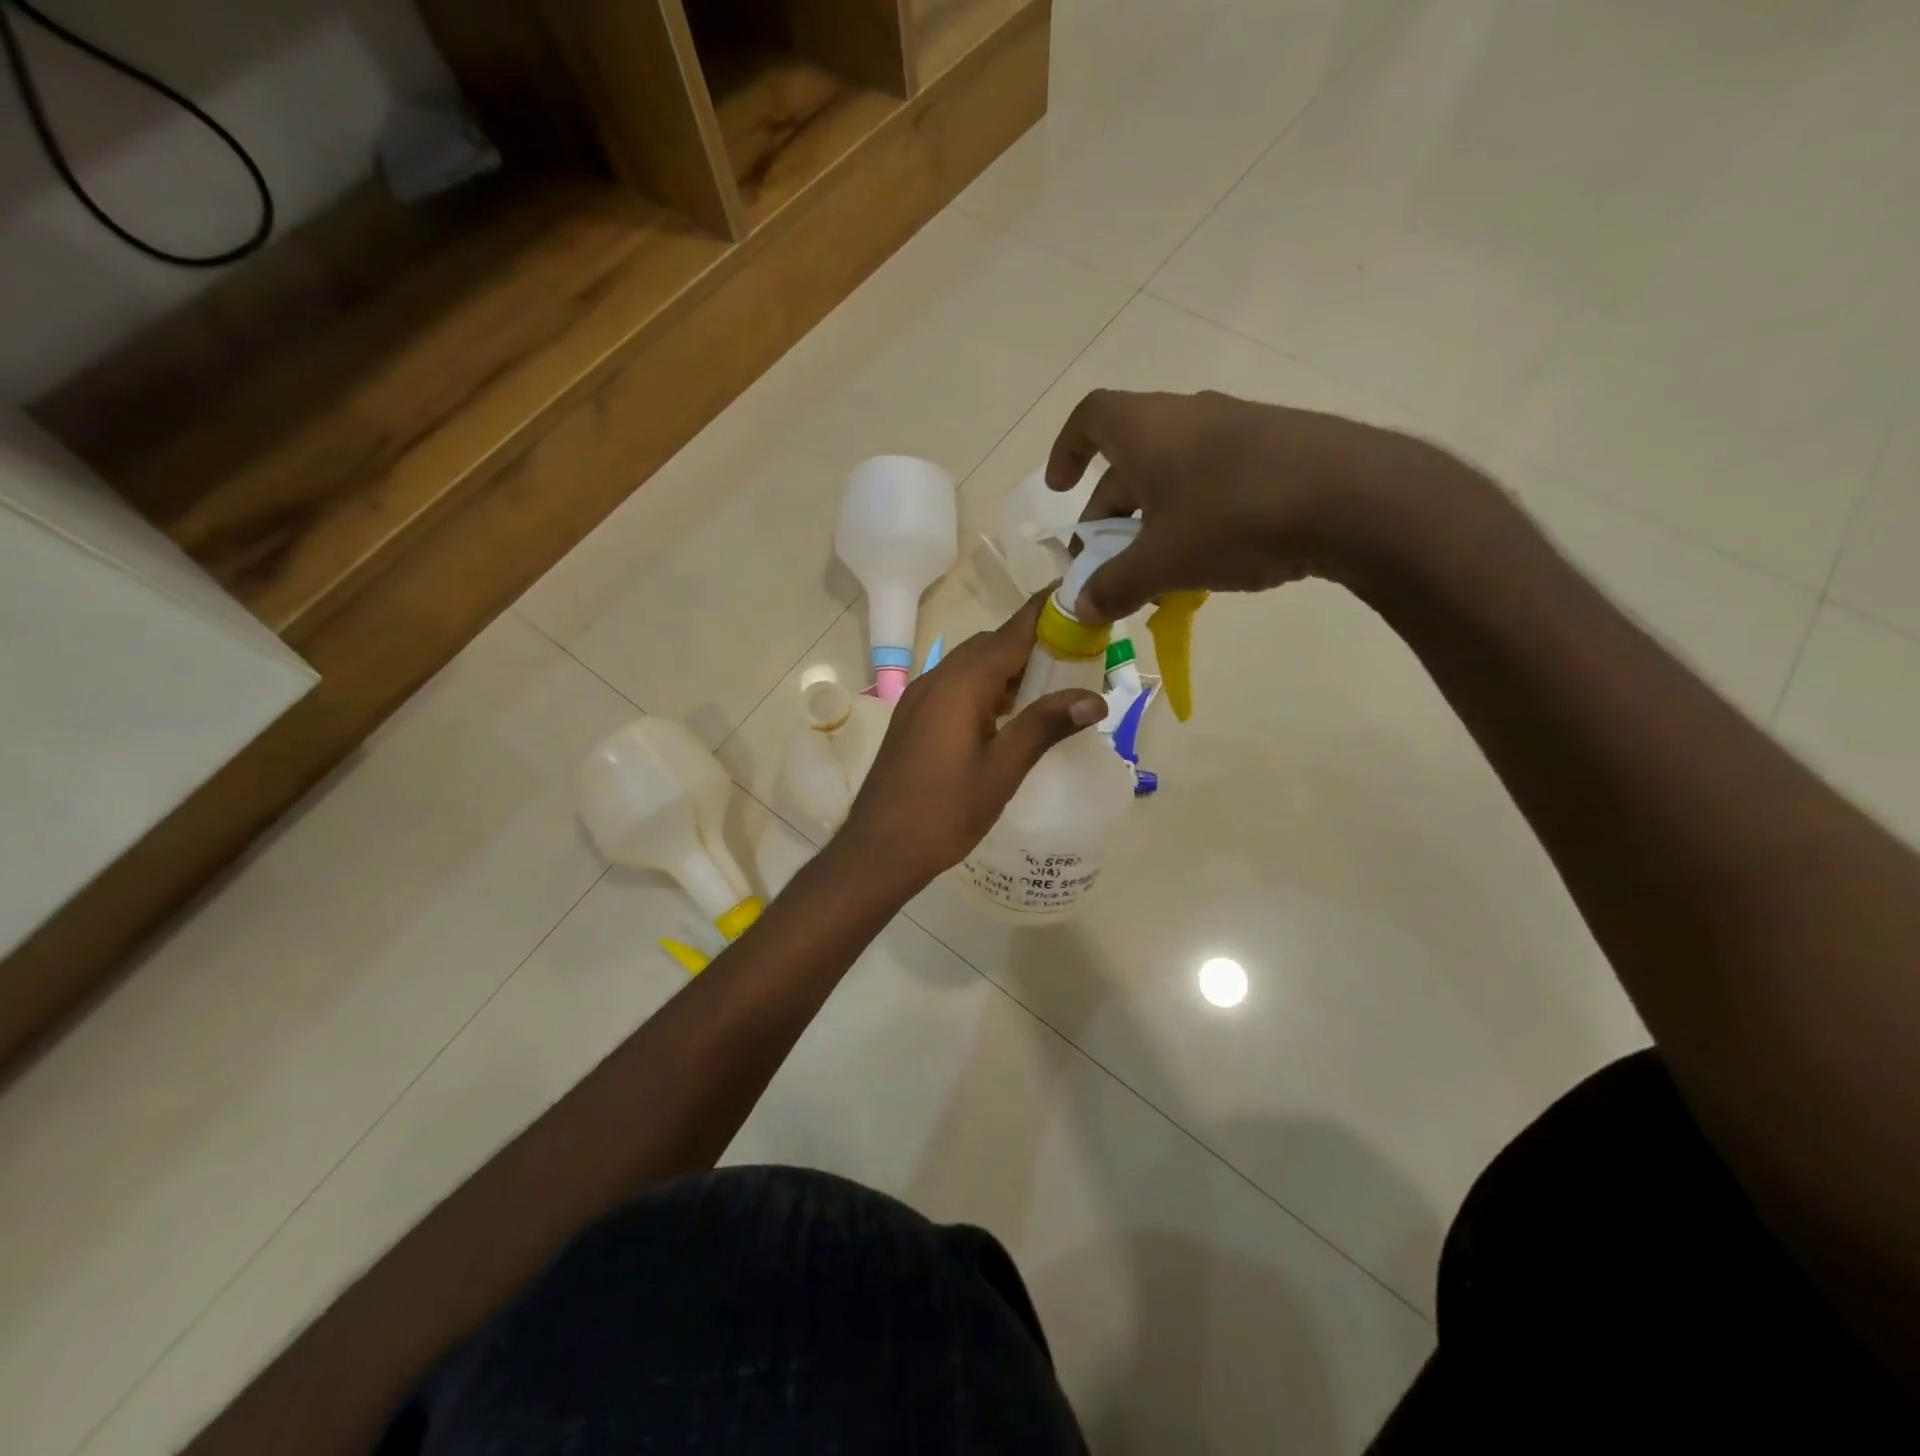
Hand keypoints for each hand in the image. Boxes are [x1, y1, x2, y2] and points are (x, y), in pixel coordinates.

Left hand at [837, 593, 1105, 890]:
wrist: (878, 849)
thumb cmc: (943, 813)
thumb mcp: (1001, 771)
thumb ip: (1044, 727)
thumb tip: (1094, 697)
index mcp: (960, 685)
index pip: (1011, 633)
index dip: (1045, 613)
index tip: (1079, 596)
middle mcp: (937, 680)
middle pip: (990, 645)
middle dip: (1032, 643)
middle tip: (1076, 656)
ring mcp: (920, 698)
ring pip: (972, 666)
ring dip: (1009, 668)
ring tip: (1051, 686)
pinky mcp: (913, 718)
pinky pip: (956, 686)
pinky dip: (987, 687)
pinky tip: (1009, 715)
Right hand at [1044, 388, 1465, 622]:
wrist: (1354, 498)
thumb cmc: (1234, 518)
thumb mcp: (1162, 563)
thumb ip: (1114, 587)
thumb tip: (1081, 608)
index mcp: (1147, 429)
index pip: (1090, 418)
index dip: (1067, 450)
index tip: (1060, 489)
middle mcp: (1187, 417)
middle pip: (1130, 460)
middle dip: (1109, 513)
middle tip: (1106, 563)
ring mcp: (1237, 429)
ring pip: (1174, 475)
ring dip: (1152, 522)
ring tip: (1157, 572)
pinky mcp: (1276, 450)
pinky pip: (1215, 481)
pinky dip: (1195, 517)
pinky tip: (1211, 560)